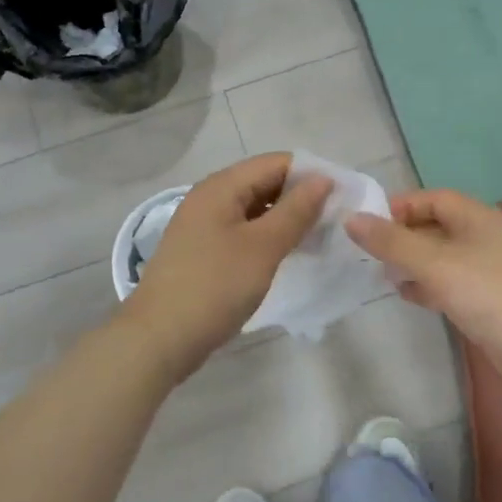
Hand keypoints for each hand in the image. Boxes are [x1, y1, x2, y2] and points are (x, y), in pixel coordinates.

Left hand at [120, 152, 331, 380]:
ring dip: (285, 219)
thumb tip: (324, 179)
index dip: (311, 174)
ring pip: (254, 209)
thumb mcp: (263, 247)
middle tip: (335, 221)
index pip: (275, 163)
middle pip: (263, 183)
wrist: (159, 338)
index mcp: (221, 187)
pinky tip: (287, 255)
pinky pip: (242, 231)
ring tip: (318, 238)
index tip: (343, 197)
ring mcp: (203, 225)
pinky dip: (267, 237)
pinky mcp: (203, 251)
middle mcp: (209, 198)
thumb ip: (296, 211)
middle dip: (300, 197)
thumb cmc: (215, 286)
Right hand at [346, 189, 501, 388]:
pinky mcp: (489, 299)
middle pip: (435, 226)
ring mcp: (488, 269)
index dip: (399, 206)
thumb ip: (392, 242)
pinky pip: (450, 282)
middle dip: (402, 236)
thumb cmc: (491, 294)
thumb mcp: (435, 264)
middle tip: (368, 252)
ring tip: (382, 275)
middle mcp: (483, 236)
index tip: (367, 223)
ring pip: (441, 256)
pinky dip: (428, 285)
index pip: (431, 198)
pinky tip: (409, 297)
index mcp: (476, 217)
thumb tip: (351, 218)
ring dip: (412, 263)